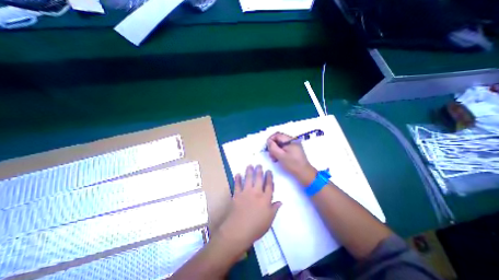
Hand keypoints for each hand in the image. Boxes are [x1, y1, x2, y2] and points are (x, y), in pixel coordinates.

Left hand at [218, 165, 281, 251]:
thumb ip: (275, 209)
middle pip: (259, 179)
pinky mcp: (237, 195)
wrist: (239, 230)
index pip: (269, 185)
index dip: (269, 177)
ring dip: (249, 171)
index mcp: (265, 199)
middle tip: (259, 165)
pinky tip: (237, 174)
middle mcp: (256, 192)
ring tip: (250, 165)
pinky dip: (237, 179)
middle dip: (259, 171)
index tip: (269, 171)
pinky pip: (237, 184)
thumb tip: (280, 201)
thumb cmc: (257, 227)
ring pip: (248, 179)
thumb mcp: (269, 220)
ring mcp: (246, 192)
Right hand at [267, 132, 317, 185]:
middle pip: (279, 139)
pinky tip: (278, 159)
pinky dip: (280, 152)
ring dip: (276, 150)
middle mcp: (292, 141)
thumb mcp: (280, 156)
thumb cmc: (292, 164)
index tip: (267, 147)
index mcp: (290, 140)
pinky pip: (284, 148)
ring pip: (281, 144)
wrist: (304, 173)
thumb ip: (273, 147)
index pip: (277, 135)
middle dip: (273, 146)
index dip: (270, 139)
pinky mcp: (294, 150)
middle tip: (270, 155)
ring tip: (274, 158)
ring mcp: (294, 145)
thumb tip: (268, 141)